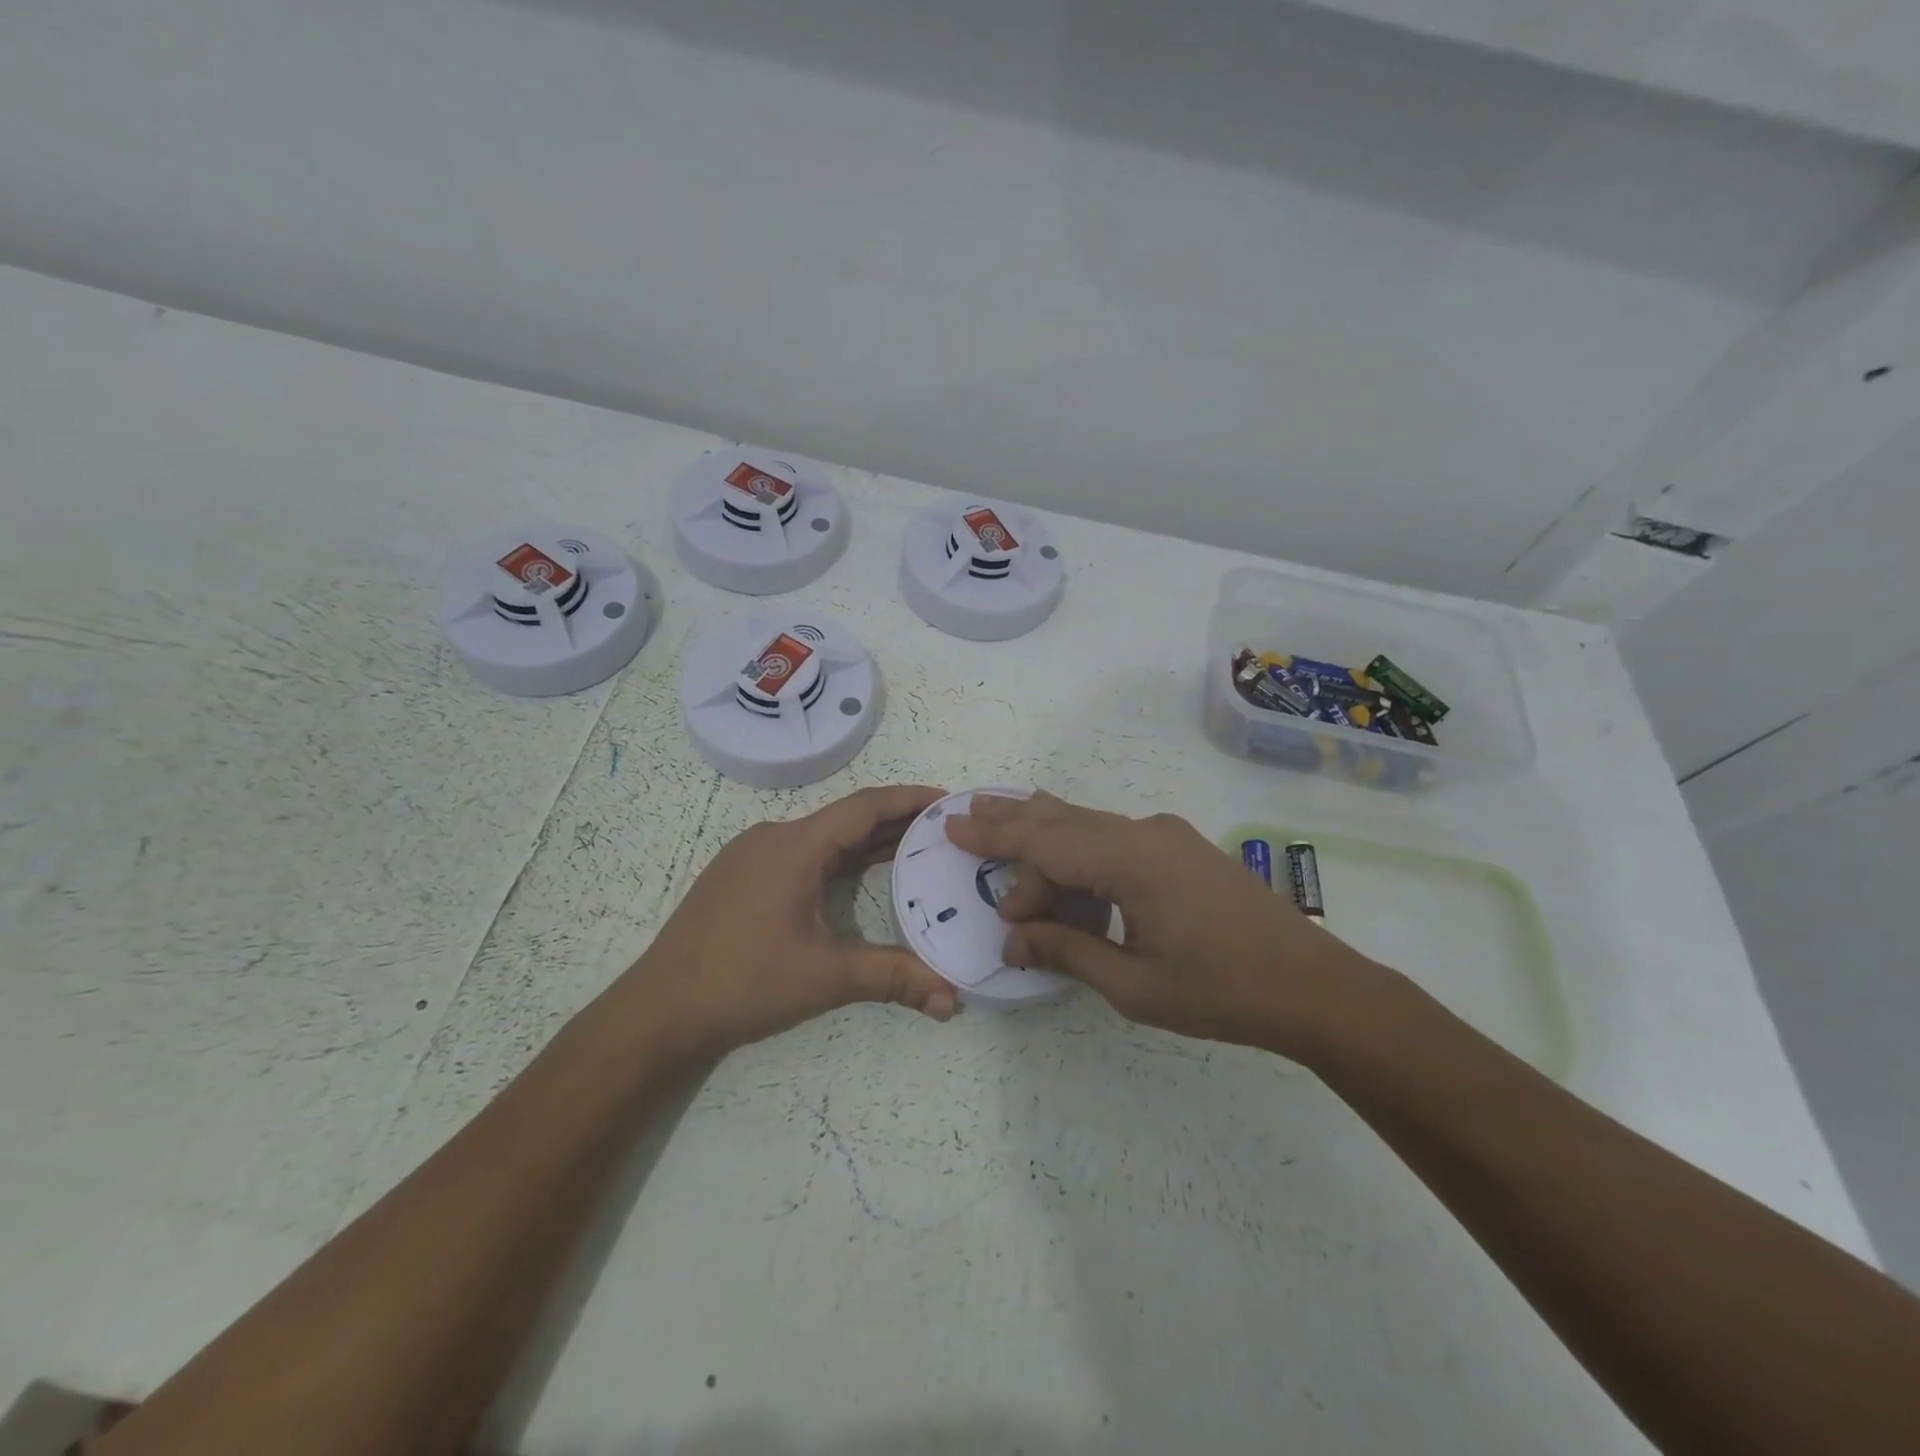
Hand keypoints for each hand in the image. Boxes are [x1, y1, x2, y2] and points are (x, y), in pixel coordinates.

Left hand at [628, 786, 959, 1055]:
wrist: (658, 1010)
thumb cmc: (743, 982)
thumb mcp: (825, 977)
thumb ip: (892, 978)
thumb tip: (952, 1001)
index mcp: (795, 846)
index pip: (865, 806)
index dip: (910, 799)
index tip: (949, 800)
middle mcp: (774, 837)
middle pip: (846, 818)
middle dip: (896, 821)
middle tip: (943, 830)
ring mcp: (752, 855)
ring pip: (823, 836)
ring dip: (867, 840)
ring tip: (914, 849)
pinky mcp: (740, 876)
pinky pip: (802, 852)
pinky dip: (838, 857)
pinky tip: (858, 875)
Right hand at [945, 792, 1382, 1057]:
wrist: (1313, 986)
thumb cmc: (1222, 991)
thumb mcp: (1135, 985)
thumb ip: (1068, 953)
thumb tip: (1014, 938)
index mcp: (1131, 859)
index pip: (1049, 849)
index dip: (1008, 863)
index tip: (980, 883)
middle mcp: (1145, 832)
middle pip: (1061, 820)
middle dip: (1009, 819)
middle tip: (961, 812)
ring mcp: (1166, 835)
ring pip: (1087, 821)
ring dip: (1041, 824)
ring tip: (996, 810)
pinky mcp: (1180, 848)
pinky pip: (1112, 834)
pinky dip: (1076, 840)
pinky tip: (1058, 838)